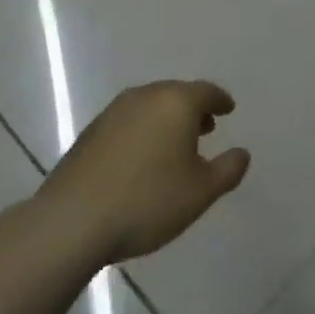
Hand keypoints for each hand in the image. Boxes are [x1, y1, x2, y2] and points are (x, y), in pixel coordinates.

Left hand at [12, 81, 250, 269]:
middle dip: (193, 109)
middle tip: (205, 127)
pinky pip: (128, 122)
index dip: (220, 100)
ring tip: (174, 145)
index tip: (229, 109)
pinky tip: (141, 158)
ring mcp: (114, 112)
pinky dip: (143, 131)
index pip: (206, 91)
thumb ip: (228, 170)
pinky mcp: (90, 132)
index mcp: (176, 102)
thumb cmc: (147, 201)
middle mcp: (145, 96)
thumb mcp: (200, 192)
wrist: (72, 221)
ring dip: (166, 120)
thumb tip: (242, 153)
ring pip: (150, 106)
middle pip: (177, 94)